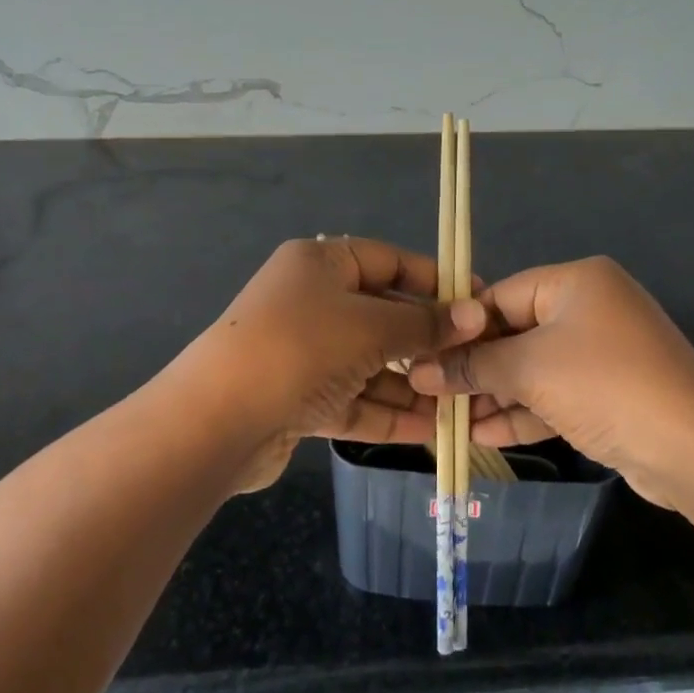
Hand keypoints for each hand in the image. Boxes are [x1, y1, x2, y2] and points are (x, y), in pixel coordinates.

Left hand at [190, 237, 485, 490]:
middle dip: (427, 342)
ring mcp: (303, 352)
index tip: (478, 304)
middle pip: (382, 316)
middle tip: (474, 362)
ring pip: (370, 363)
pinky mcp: (298, 399)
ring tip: (460, 404)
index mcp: (320, 264)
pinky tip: (430, 430)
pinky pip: (353, 399)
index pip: (389, 262)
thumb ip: (425, 324)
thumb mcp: (371, 327)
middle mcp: (310, 302)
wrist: (216, 421)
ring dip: (412, 384)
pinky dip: (387, 412)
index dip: (435, 281)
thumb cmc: (301, 348)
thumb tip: (476, 315)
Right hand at [407, 257, 693, 506]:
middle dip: (475, 368)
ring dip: (494, 395)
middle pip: (515, 333)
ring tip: (448, 421)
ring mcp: (602, 354)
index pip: (500, 296)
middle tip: (429, 394)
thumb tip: (419, 371)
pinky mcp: (609, 394)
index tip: (422, 356)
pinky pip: (555, 395)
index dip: (460, 328)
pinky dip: (523, 412)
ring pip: (533, 369)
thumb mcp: (530, 369)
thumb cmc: (604, 385)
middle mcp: (590, 309)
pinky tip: (483, 435)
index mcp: (575, 282)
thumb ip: (474, 366)